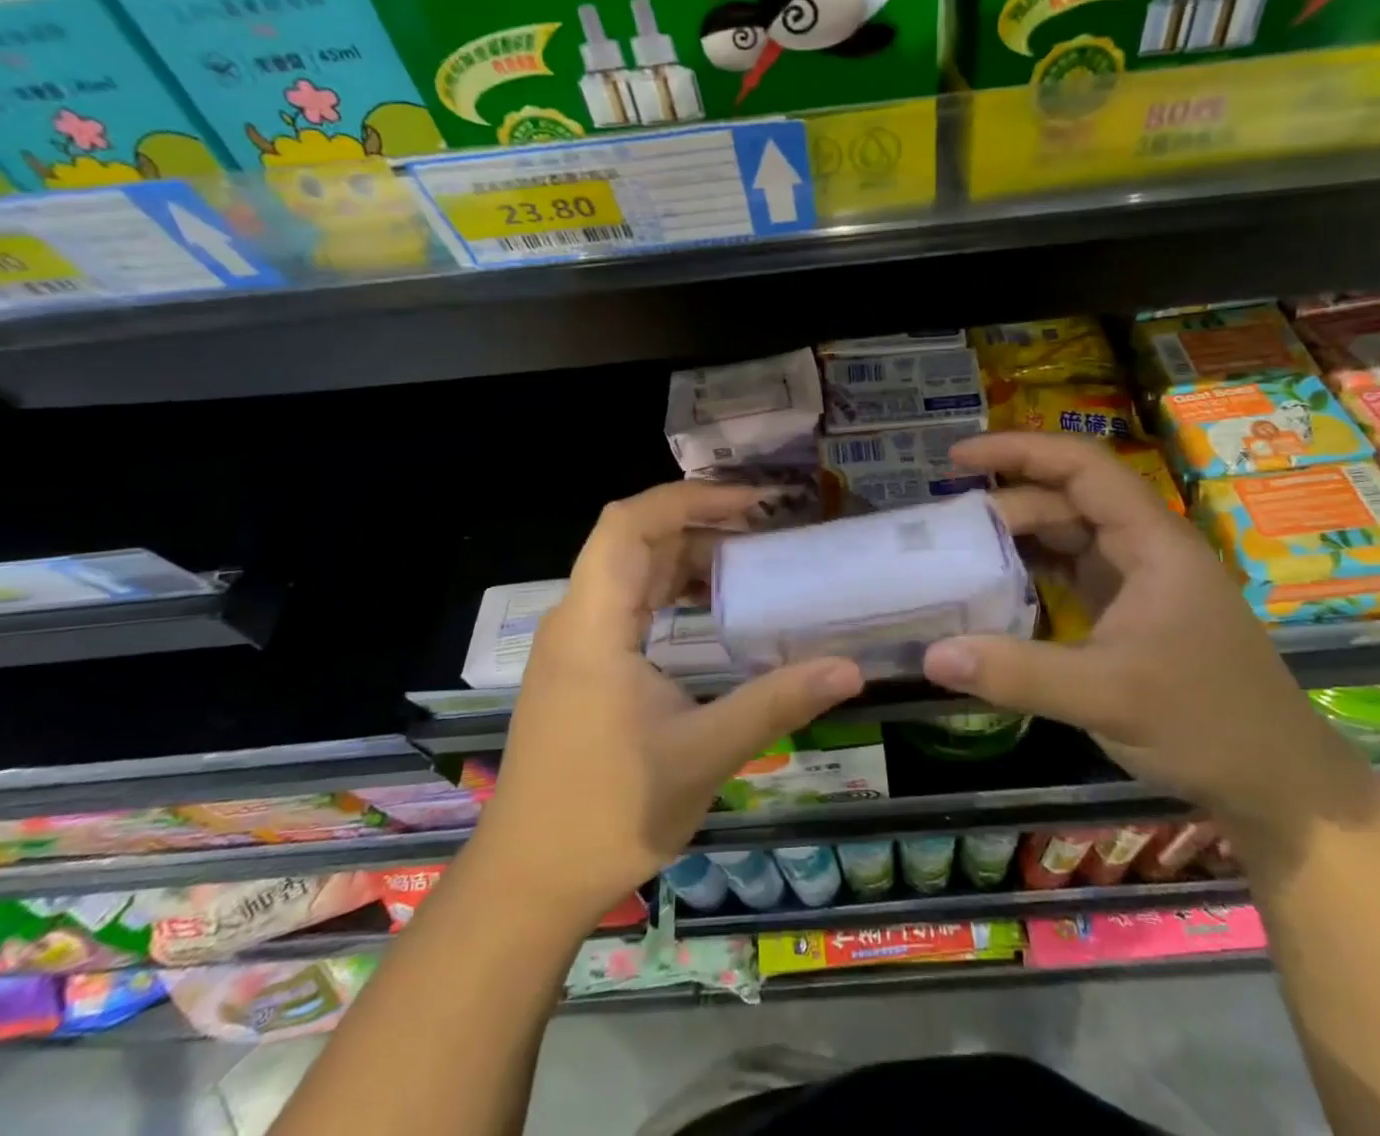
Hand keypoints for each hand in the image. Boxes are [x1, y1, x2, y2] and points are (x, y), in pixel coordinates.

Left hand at [474, 481, 863, 926]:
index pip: (628, 524)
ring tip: (752, 559)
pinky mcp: (581, 666)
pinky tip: (714, 609)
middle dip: (700, 521)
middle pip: (634, 540)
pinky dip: (673, 591)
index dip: (689, 498)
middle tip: (767, 527)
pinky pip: (629, 604)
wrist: (529, 882)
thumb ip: (776, 703)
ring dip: (687, 556)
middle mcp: (576, 619)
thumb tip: (850, 669)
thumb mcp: (703, 754)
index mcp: (593, 624)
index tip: (751, 503)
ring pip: (632, 570)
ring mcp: (575, 643)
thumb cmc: (608, 813)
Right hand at [922, 433, 1366, 830]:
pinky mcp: (1128, 612)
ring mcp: (1138, 581)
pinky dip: (1030, 576)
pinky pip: (1069, 575)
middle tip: (945, 532)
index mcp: (1152, 542)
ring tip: (958, 556)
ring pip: (1066, 538)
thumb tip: (931, 656)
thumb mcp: (1106, 696)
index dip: (1019, 451)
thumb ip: (1017, 673)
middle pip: (1066, 502)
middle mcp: (1144, 548)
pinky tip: (995, 593)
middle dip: (1005, 508)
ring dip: (1015, 542)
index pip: (1082, 468)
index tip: (958, 458)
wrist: (1279, 786)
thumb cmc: (1206, 724)